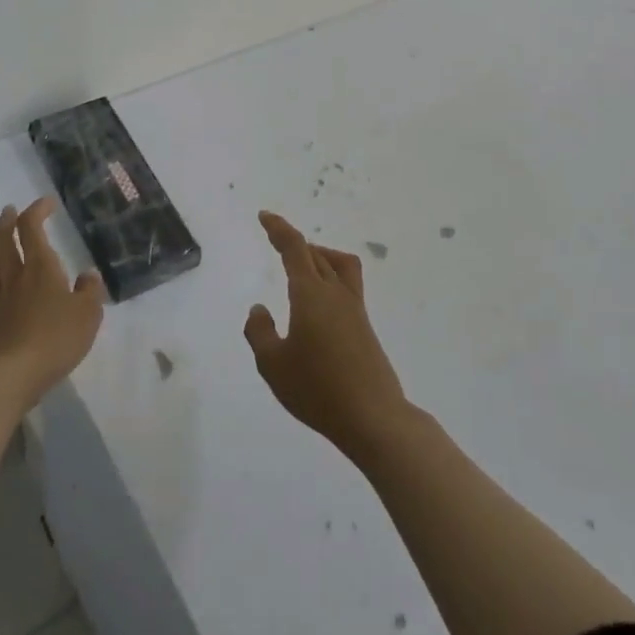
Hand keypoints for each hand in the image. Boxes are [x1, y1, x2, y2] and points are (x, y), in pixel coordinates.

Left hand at [0, 198, 104, 409]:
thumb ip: (90, 291)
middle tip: (10, 211)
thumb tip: (87, 275)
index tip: (47, 203)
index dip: (37, 210)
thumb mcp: (88, 315)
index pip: (31, 227)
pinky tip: (2, 293)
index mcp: (40, 266)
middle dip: (6, 221)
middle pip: (1, 239)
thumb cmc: (54, 338)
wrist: (10, 375)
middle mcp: (15, 276)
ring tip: (0, 245)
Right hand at [244, 211, 410, 460]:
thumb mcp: (273, 365)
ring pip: (338, 264)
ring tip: (302, 266)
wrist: (374, 418)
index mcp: (310, 294)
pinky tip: (319, 303)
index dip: (279, 228)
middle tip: (277, 242)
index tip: (265, 216)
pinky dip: (330, 276)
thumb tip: (260, 308)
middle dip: (295, 243)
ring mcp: (354, 309)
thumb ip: (260, 332)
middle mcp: (335, 292)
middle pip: (316, 253)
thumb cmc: (318, 390)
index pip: (294, 248)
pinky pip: (347, 284)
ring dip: (319, 256)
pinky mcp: (365, 326)